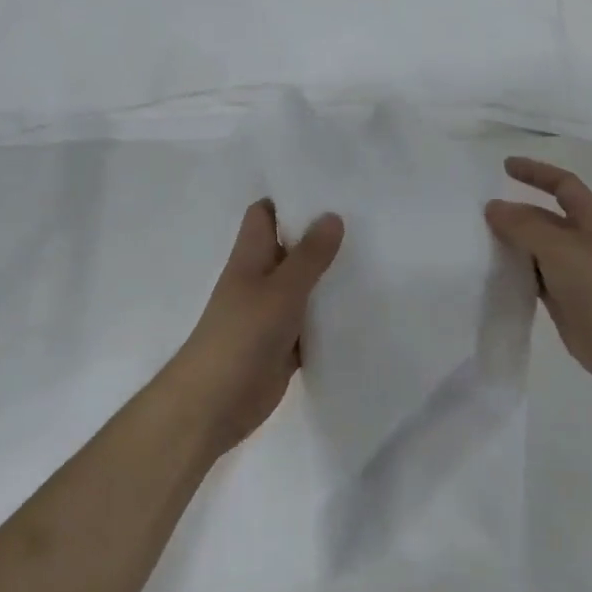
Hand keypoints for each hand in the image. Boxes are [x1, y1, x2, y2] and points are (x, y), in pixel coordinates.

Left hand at [169, 200, 343, 456]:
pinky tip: (365, 308)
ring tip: (376, 257)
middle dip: (322, 236)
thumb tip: (332, 215)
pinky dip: (331, 316)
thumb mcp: (281, 290)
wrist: (214, 404)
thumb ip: (309, 256)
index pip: (267, 213)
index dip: (291, 199)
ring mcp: (272, 312)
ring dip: (330, 276)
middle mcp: (261, 278)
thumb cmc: (241, 336)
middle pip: (292, 247)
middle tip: (368, 219)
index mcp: (251, 256)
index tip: (330, 188)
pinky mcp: (284, 343)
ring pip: (305, 285)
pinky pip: (312, 322)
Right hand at [485, 158, 591, 396]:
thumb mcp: (559, 247)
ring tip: (479, 239)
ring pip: (536, 247)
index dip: (536, 172)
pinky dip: (515, 270)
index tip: (505, 166)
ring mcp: (573, 270)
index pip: (562, 183)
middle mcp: (583, 239)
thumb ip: (523, 225)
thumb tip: (493, 207)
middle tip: (480, 212)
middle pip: (544, 216)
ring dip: (512, 242)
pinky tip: (493, 271)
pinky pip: (533, 275)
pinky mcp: (563, 297)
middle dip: (516, 211)